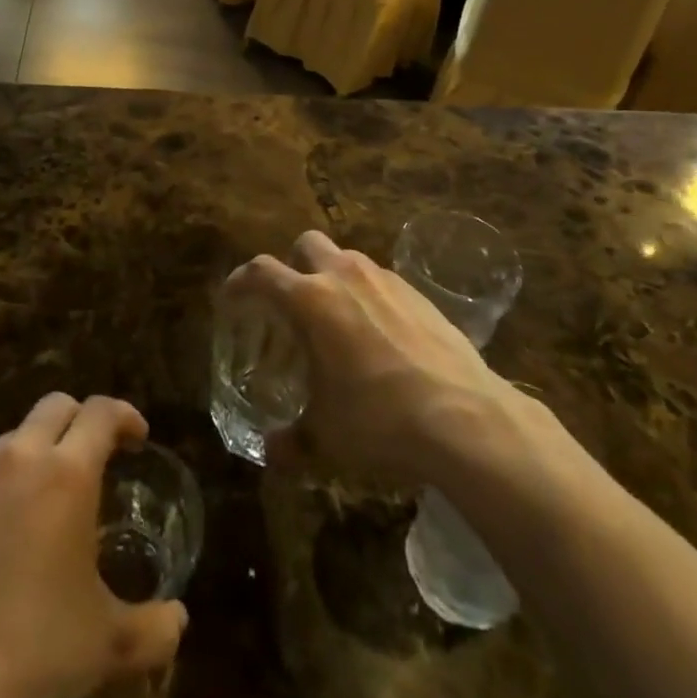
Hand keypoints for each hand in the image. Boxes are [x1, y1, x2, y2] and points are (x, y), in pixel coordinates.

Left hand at [0, 395, 186, 697]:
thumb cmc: (32, 651)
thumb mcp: (107, 645)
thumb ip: (154, 627)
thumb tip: (179, 620)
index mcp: (66, 473)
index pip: (101, 412)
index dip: (125, 416)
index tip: (137, 439)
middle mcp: (17, 458)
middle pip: (55, 406)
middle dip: (81, 420)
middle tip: (95, 457)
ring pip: (12, 438)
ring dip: (36, 452)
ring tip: (44, 500)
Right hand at [226, 230, 521, 488]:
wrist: (464, 417)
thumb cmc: (379, 420)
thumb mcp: (326, 437)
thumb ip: (292, 441)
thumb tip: (272, 453)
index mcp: (310, 301)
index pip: (261, 272)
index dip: (240, 280)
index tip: (232, 296)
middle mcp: (344, 276)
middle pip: (306, 244)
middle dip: (293, 265)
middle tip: (292, 303)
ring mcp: (386, 279)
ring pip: (347, 258)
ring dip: (333, 277)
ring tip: (338, 320)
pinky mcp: (418, 293)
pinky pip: (381, 280)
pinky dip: (369, 295)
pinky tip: (380, 335)